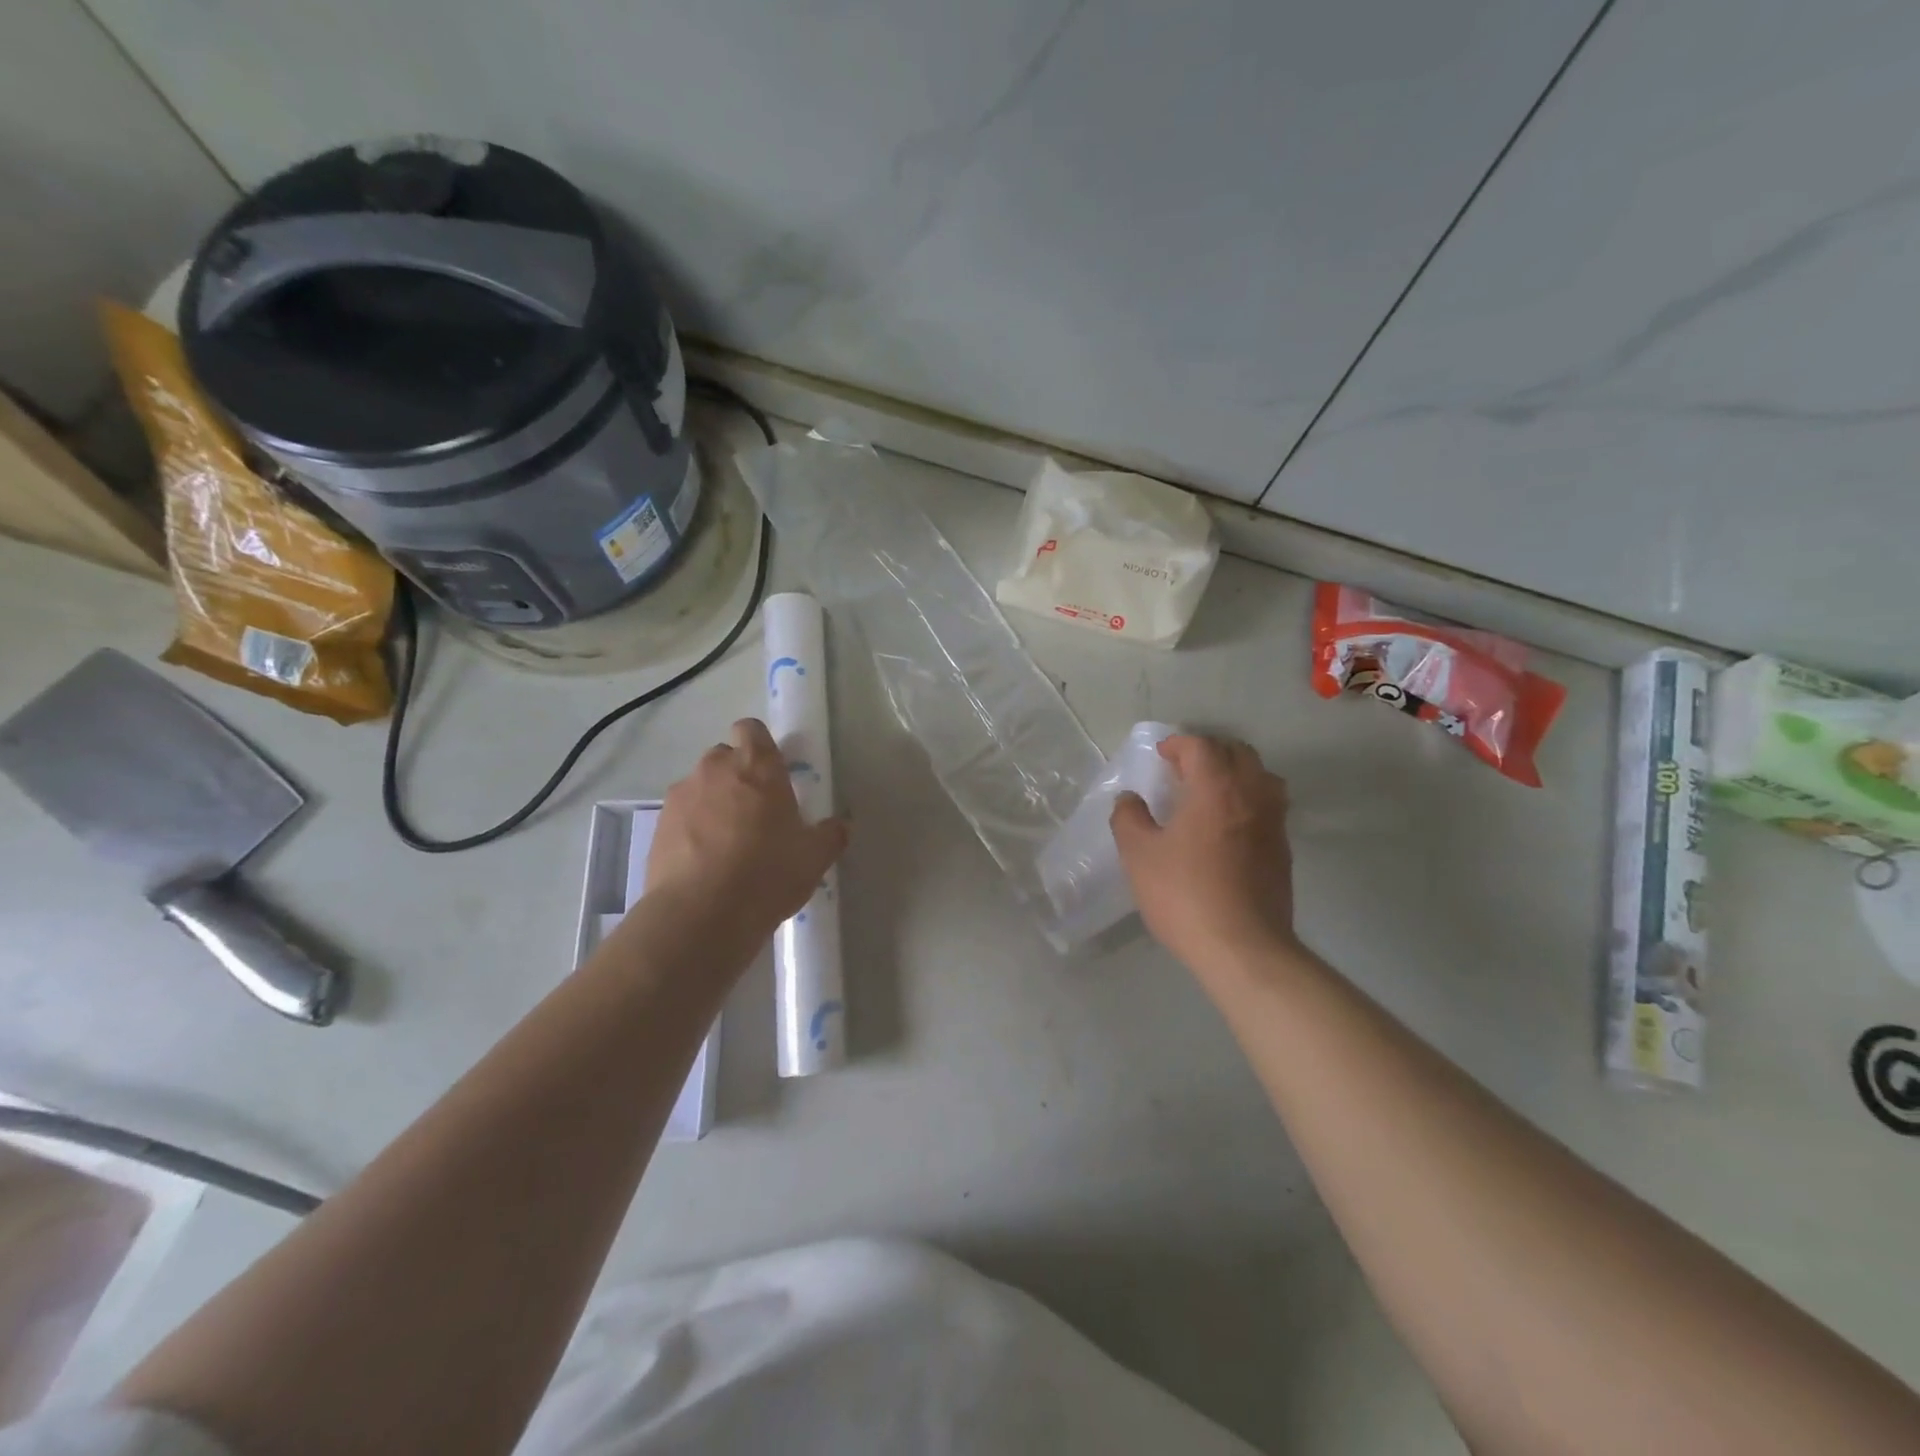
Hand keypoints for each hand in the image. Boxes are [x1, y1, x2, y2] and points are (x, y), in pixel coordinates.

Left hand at [647, 719, 848, 944]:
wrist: (699, 914)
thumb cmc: (767, 874)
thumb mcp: (814, 859)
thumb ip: (830, 835)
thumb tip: (841, 825)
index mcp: (757, 767)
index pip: (752, 730)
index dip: (760, 746)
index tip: (771, 772)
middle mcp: (715, 770)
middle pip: (724, 757)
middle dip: (737, 776)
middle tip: (755, 813)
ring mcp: (682, 796)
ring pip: (700, 786)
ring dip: (712, 803)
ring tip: (726, 843)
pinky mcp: (658, 825)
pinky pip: (680, 816)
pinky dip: (691, 829)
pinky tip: (703, 862)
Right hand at [1111, 734, 1299, 976]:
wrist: (1243, 948)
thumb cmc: (1185, 895)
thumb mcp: (1139, 855)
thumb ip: (1129, 818)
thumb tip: (1129, 799)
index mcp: (1216, 788)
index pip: (1202, 746)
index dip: (1179, 744)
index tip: (1161, 756)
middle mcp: (1252, 795)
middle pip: (1239, 753)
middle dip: (1211, 752)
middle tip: (1185, 769)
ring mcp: (1274, 823)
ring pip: (1263, 777)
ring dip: (1237, 774)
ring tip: (1212, 792)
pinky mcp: (1283, 851)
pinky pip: (1270, 807)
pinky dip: (1250, 801)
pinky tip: (1229, 826)